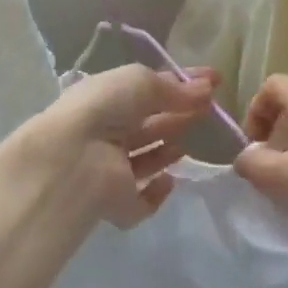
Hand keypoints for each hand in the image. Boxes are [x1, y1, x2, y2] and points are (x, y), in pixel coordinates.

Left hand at [9, 65, 217, 227]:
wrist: (73, 162)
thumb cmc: (103, 109)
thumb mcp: (140, 82)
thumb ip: (174, 87)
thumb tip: (208, 87)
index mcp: (104, 99)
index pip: (146, 90)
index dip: (178, 85)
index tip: (214, 82)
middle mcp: (105, 133)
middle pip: (148, 124)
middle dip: (177, 115)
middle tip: (210, 109)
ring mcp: (110, 171)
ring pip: (145, 159)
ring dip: (167, 150)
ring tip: (190, 141)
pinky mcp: (117, 205)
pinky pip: (142, 200)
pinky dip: (157, 192)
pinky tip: (170, 180)